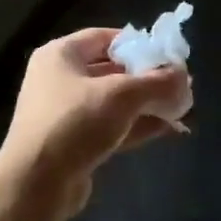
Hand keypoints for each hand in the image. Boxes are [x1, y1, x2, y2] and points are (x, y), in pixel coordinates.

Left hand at [0, 29, 193, 218]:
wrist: (36, 183)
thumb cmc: (76, 123)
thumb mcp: (122, 96)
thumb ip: (157, 83)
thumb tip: (184, 76)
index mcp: (60, 55)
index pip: (104, 38)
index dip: (137, 43)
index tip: (167, 54)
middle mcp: (59, 80)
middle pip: (111, 71)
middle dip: (148, 78)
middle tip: (180, 84)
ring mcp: (65, 114)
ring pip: (113, 103)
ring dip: (147, 105)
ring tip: (181, 108)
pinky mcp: (73, 144)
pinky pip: (110, 128)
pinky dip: (136, 126)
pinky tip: (168, 129)